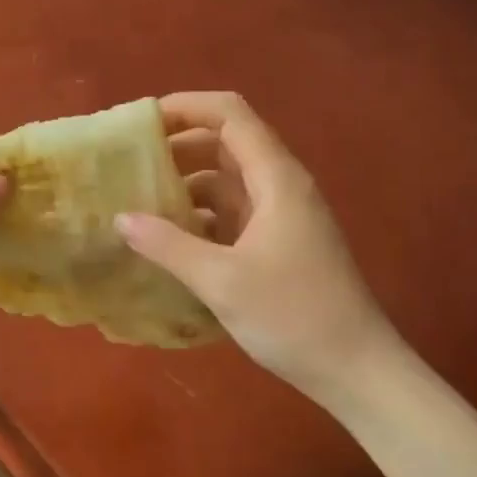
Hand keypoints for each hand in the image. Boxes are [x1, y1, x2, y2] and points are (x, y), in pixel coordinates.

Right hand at [118, 92, 401, 406]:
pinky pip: (232, 213)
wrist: (356, 370)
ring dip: (186, 183)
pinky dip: (200, 215)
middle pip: (226, 143)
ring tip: (139, 200)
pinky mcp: (278, 244)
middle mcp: (281, 187)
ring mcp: (281, 217)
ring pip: (227, 181)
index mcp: (276, 179)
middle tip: (129, 164)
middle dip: (178, 146)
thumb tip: (120, 217)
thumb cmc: (293, 317)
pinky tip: (168, 238)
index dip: (186, 106)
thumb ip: (168, 245)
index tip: (140, 122)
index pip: (230, 115)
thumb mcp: (222, 280)